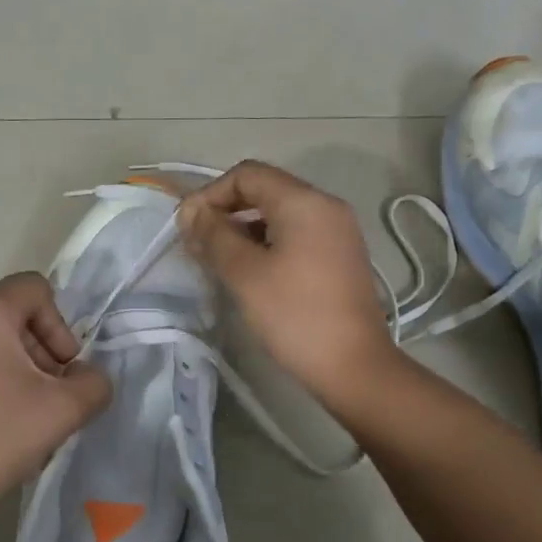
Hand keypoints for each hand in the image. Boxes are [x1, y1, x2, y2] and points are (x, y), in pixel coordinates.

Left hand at [0, 272, 111, 541]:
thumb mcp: (62, 412)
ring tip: (16, 416)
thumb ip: (93, 383)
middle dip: (37, 351)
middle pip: (8, 314)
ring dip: (10, 367)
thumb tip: (85, 376)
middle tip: (45, 399)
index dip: (60, 327)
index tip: (59, 374)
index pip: (36, 289)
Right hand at [177, 160, 396, 405]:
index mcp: (304, 202)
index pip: (247, 174)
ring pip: (279, 214)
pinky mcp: (340, 256)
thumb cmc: (295, 316)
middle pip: (264, 190)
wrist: (353, 366)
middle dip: (226, 210)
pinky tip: (249, 272)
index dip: (210, 194)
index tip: (187, 227)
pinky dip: (266, 243)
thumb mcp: (245, 274)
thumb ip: (213, 236)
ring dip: (243, 228)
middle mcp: (326, 206)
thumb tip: (190, 213)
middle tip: (198, 243)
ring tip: (217, 260)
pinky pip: (295, 235)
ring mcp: (337, 231)